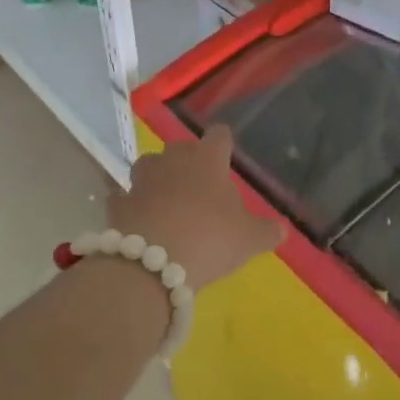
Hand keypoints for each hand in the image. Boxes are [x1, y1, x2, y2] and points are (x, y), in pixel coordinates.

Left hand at [109, 125, 284, 290]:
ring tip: (166, 199)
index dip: (223, 144)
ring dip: (157, 177)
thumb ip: (266, 231)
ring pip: (149, 165)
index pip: (219, 135)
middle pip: (181, 147)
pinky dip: (132, 204)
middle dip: (188, 162)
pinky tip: (139, 218)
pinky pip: (126, 197)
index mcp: (208, 159)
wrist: (152, 263)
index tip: (226, 155)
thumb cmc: (209, 239)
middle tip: (200, 187)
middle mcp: (173, 159)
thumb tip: (281, 229)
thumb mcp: (248, 240)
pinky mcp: (119, 203)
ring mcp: (142, 179)